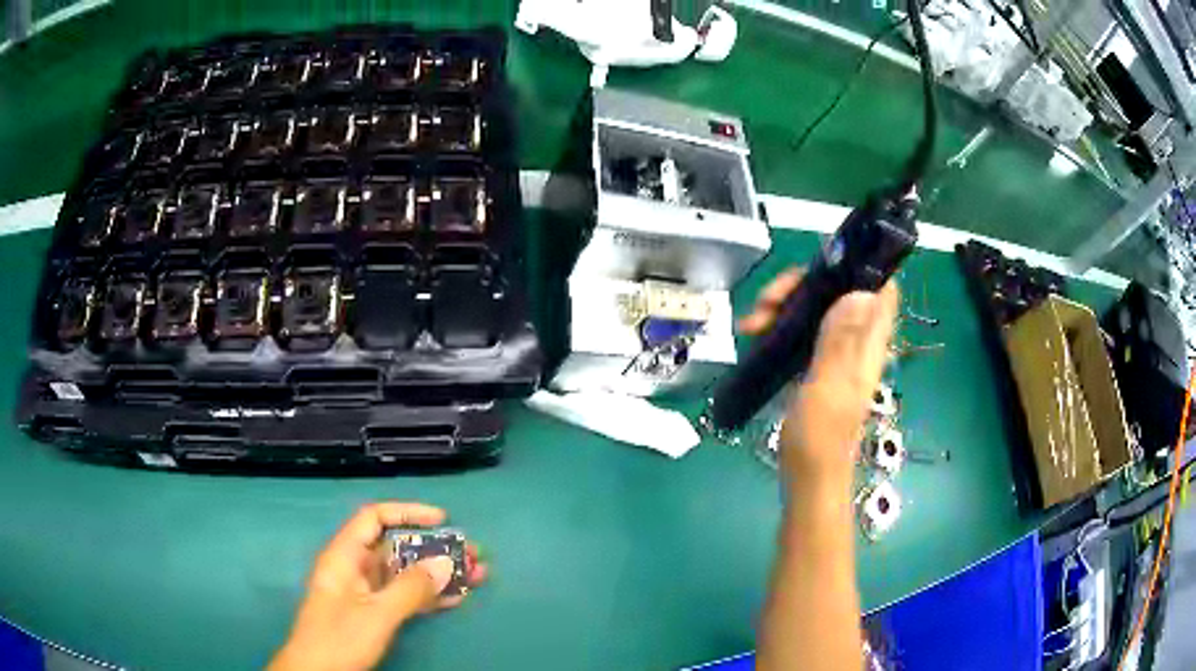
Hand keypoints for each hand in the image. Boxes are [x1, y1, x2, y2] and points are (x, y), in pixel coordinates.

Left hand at [269, 502, 487, 670]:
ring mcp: (366, 593)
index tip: (442, 520)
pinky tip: (456, 599)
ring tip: (476, 575)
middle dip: (435, 549)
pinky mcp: (374, 614)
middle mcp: (356, 569)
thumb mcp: (376, 614)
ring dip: (438, 575)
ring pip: (405, 574)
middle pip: (396, 548)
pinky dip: (429, 597)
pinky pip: (405, 598)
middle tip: (472, 554)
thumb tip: (445, 562)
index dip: (407, 513)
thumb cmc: (339, 639)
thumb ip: (410, 589)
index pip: (374, 519)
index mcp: (345, 557)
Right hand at [739, 268, 898, 483]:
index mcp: (869, 344)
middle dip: (802, 288)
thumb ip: (842, 342)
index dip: (855, 268)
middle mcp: (858, 342)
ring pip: (817, 309)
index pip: (880, 287)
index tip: (817, 269)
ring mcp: (838, 354)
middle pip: (839, 291)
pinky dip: (781, 327)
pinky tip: (757, 339)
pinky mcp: (819, 365)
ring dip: (785, 308)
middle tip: (766, 304)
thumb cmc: (820, 438)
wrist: (809, 478)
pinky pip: (803, 330)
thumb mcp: (829, 388)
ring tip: (752, 326)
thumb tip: (860, 291)